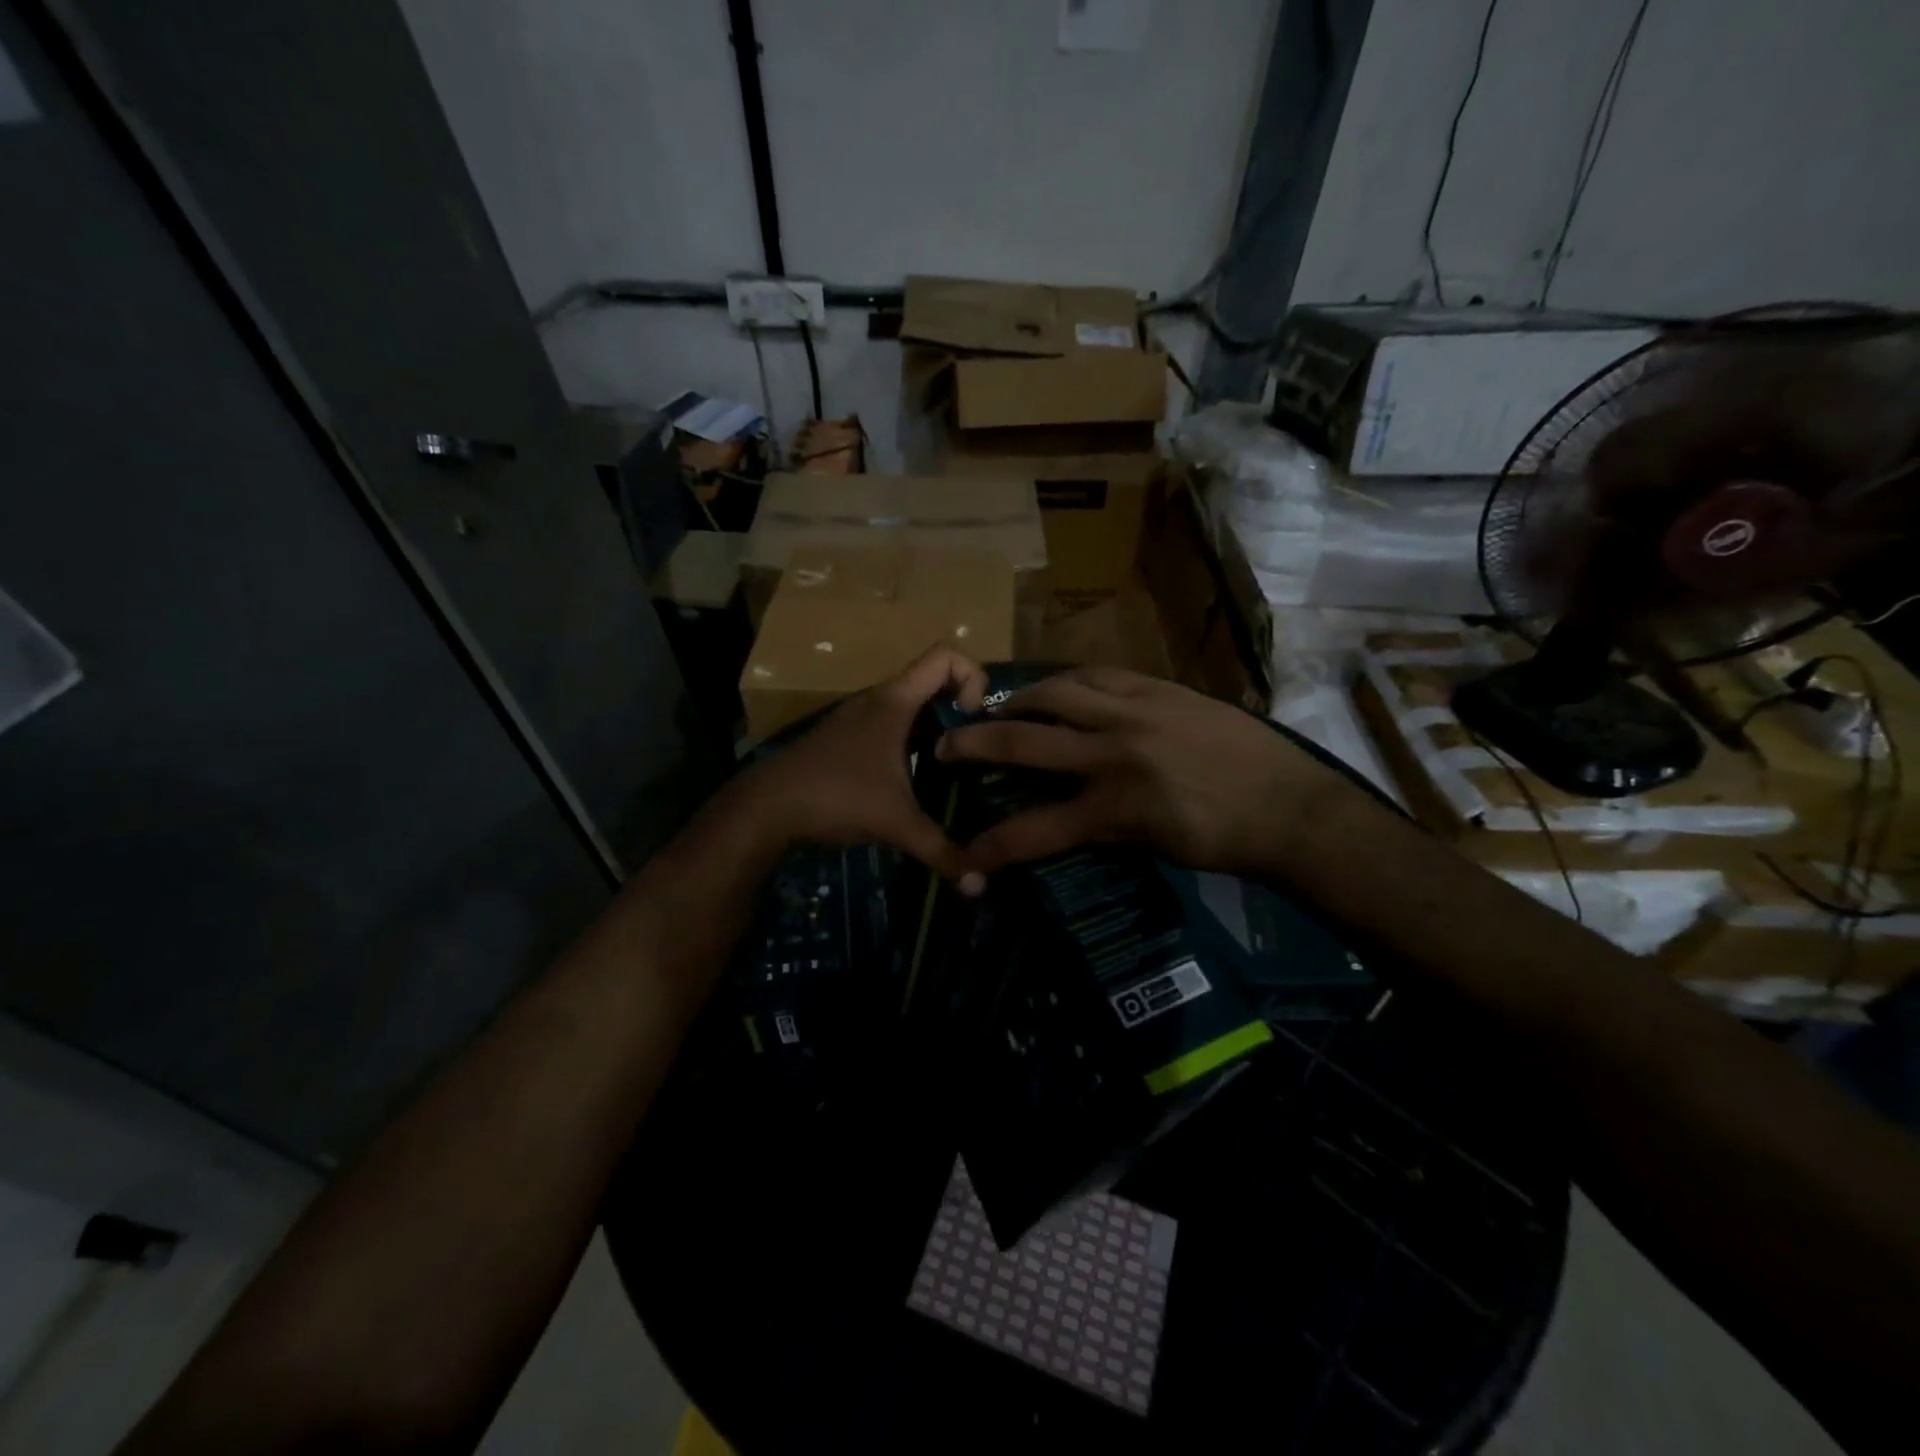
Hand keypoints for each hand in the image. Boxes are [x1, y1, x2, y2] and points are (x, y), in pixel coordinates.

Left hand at [740, 645, 989, 889]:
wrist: (766, 807)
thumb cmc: (836, 797)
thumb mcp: (896, 824)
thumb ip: (941, 850)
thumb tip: (978, 883)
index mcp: (895, 701)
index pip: (946, 656)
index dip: (973, 677)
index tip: (975, 719)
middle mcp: (878, 699)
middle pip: (933, 680)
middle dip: (961, 708)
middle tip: (976, 747)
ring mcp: (859, 717)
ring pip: (912, 706)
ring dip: (937, 727)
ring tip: (954, 766)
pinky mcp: (847, 738)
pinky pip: (893, 725)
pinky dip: (913, 741)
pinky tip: (916, 779)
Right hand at [936, 667, 1341, 878]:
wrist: (1289, 805)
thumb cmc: (1222, 840)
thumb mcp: (1150, 847)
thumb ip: (1099, 826)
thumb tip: (1061, 814)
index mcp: (1114, 808)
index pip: (1034, 831)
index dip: (990, 846)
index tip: (963, 855)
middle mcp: (1114, 753)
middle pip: (1024, 743)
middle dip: (974, 745)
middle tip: (946, 745)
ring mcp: (1136, 713)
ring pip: (1057, 693)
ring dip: (1018, 701)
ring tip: (1001, 708)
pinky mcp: (1159, 688)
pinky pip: (1099, 675)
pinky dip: (1069, 683)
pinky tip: (1061, 690)